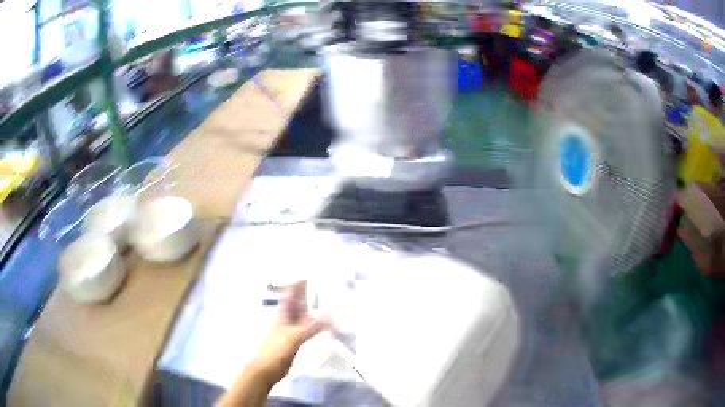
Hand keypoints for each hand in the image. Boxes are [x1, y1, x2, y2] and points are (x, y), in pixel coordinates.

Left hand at [249, 281, 324, 384]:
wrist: (267, 369)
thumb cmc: (276, 351)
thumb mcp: (293, 338)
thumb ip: (309, 328)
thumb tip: (327, 318)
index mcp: (283, 316)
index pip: (289, 296)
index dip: (296, 286)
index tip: (307, 276)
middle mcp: (287, 320)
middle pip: (296, 304)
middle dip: (304, 294)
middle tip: (319, 284)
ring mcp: (291, 331)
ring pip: (301, 316)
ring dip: (310, 308)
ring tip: (323, 301)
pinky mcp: (295, 341)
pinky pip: (306, 328)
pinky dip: (313, 324)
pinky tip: (321, 324)